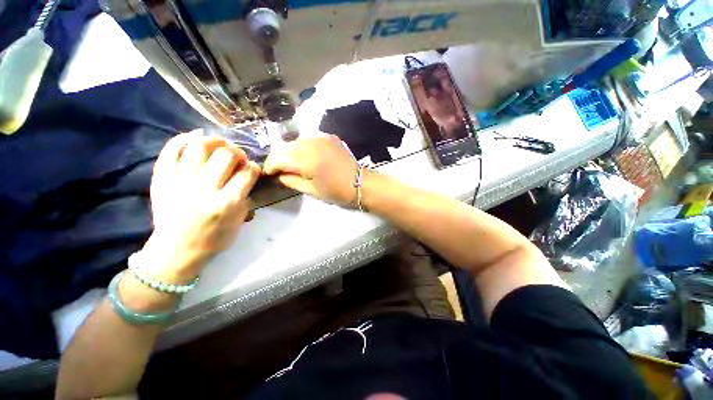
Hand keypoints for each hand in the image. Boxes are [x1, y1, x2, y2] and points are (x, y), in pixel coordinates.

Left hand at [143, 131, 260, 281]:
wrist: (176, 251)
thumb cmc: (213, 239)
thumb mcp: (239, 222)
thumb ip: (246, 198)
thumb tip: (247, 177)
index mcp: (227, 203)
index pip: (247, 173)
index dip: (254, 167)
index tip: (253, 169)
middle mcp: (204, 189)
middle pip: (226, 155)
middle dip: (237, 152)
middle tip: (237, 157)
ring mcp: (180, 182)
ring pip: (199, 147)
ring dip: (214, 141)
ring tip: (219, 144)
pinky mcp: (162, 180)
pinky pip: (170, 152)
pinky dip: (182, 139)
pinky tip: (193, 137)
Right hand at [263, 135, 358, 206]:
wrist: (359, 183)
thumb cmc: (336, 191)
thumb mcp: (311, 190)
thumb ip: (291, 180)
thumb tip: (278, 174)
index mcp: (306, 160)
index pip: (278, 158)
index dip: (270, 166)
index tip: (269, 173)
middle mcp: (311, 143)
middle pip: (285, 147)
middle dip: (278, 158)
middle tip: (279, 169)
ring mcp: (321, 137)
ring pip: (295, 141)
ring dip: (290, 151)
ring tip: (293, 163)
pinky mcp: (329, 136)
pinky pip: (309, 138)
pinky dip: (303, 146)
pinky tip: (306, 155)